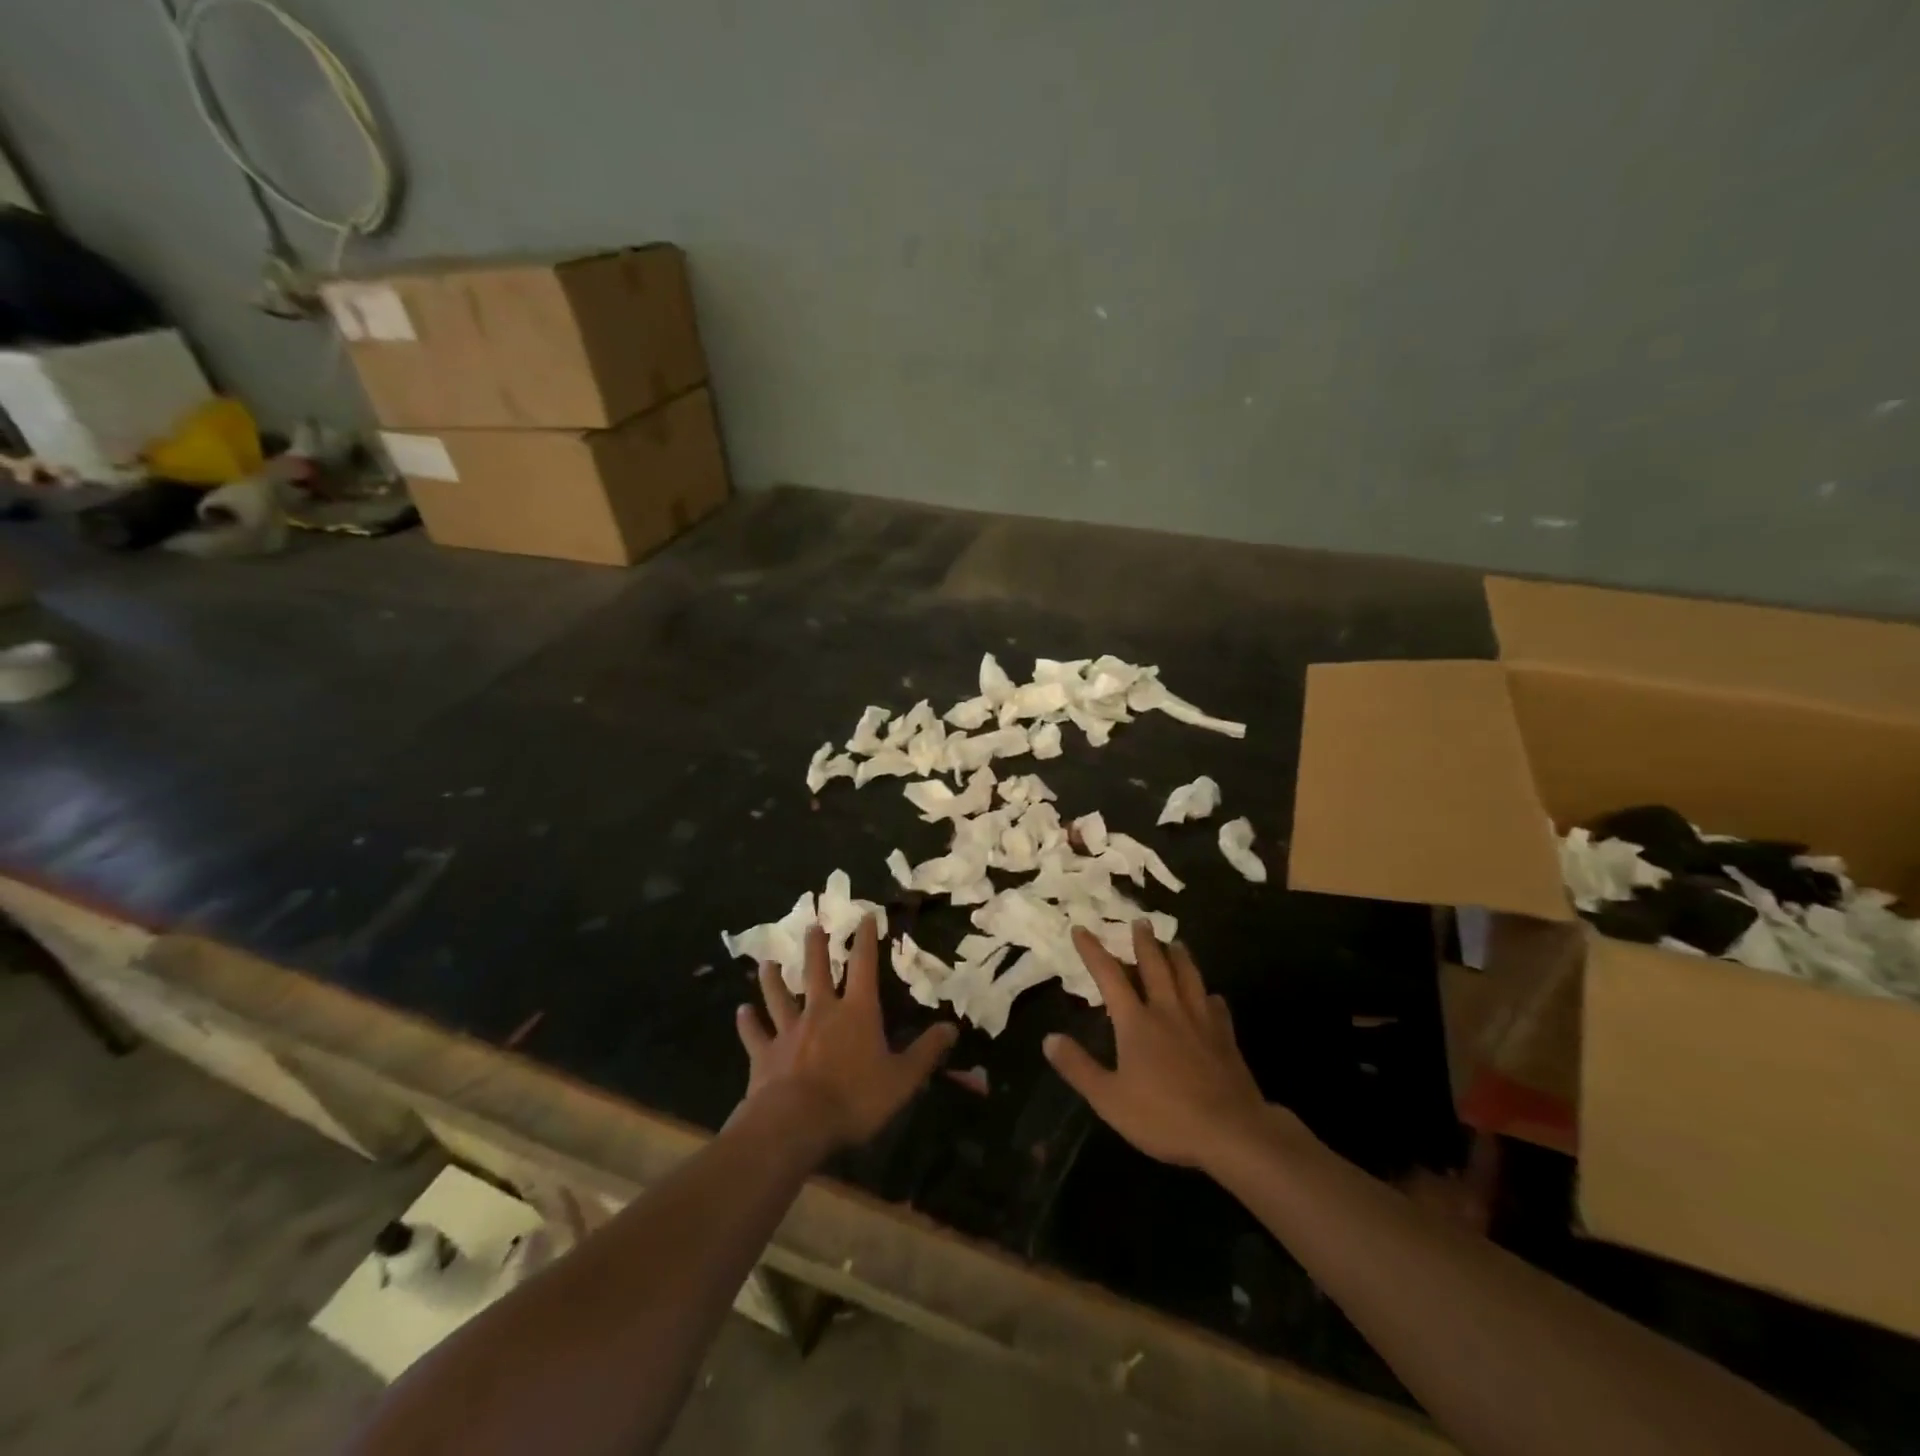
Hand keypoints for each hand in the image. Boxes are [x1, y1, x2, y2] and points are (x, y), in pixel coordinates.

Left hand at [736, 916, 958, 1152]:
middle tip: (813, 926)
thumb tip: (952, 1027)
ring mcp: (789, 1031)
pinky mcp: (764, 1054)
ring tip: (768, 962)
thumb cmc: (854, 1098)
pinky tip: (740, 1012)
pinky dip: (747, 1023)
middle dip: (817, 947)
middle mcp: (821, 1011)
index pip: (863, 966)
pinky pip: (755, 1034)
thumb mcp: (902, 1079)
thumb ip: (925, 1052)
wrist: (796, 1123)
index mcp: (857, 1012)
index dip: (866, 940)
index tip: (864, 916)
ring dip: (774, 979)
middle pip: (817, 971)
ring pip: (779, 996)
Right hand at [1044, 922, 1292, 1170]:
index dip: (1093, 951)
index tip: (1081, 929)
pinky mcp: (1226, 1038)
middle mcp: (1168, 1011)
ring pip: (1189, 977)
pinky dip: (1210, 996)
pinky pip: (1217, 1006)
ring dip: (1179, 956)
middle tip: (1140, 921)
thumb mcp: (1108, 1099)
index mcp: (1136, 1022)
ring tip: (1176, 943)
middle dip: (1144, 942)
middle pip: (1155, 965)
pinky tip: (1211, 996)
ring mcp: (1201, 1021)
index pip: (1109, 976)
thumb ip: (1078, 1067)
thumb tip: (1049, 1039)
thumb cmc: (1163, 1116)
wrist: (1230, 1131)